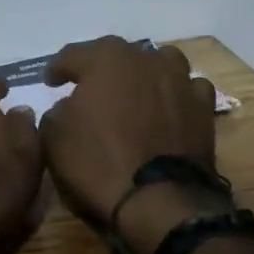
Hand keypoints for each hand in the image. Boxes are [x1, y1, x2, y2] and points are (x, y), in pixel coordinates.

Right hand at [39, 36, 219, 227]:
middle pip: (117, 54)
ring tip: (133, 90)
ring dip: (143, 72)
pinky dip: (175, 94)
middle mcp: (145, 59)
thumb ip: (57, 111)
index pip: (72, 55)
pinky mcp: (203, 107)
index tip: (50, 82)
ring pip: (159, 62)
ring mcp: (179, 80)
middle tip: (87, 86)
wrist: (158, 199)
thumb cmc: (97, 162)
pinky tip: (167, 107)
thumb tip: (69, 107)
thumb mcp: (54, 137)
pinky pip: (187, 89)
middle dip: (99, 67)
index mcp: (105, 59)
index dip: (57, 68)